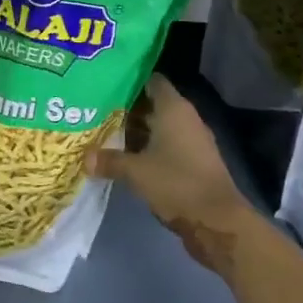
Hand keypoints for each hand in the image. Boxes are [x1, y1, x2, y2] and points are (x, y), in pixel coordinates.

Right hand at [87, 74, 256, 274]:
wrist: (218, 222)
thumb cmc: (176, 183)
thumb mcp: (136, 172)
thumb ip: (110, 161)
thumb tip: (85, 159)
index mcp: (173, 108)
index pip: (151, 80)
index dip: (130, 80)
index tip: (106, 83)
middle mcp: (185, 118)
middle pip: (153, 104)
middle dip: (127, 108)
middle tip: (97, 110)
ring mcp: (192, 141)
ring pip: (159, 127)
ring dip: (137, 131)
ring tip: (105, 133)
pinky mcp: (194, 162)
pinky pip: (167, 146)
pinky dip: (149, 148)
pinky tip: (127, 157)